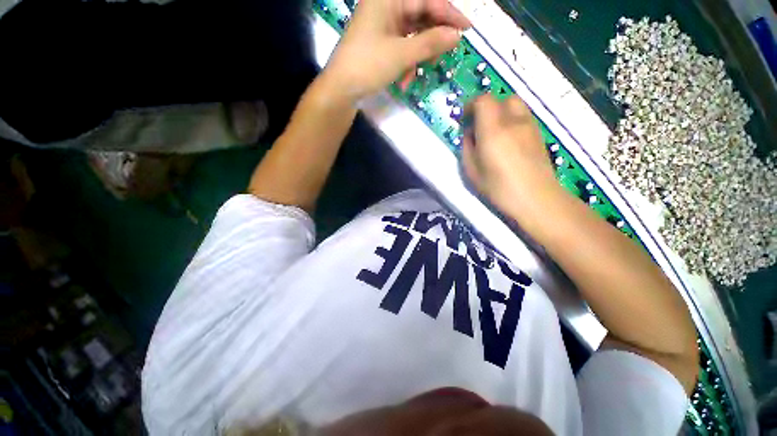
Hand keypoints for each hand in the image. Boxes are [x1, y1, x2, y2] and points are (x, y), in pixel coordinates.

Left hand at [321, 0, 470, 103]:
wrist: (341, 89)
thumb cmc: (368, 66)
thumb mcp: (401, 54)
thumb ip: (430, 43)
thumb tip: (457, 36)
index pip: (426, 0)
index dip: (449, 14)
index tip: (467, 29)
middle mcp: (386, 7)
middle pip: (420, 15)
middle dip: (434, 36)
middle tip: (448, 51)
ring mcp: (383, 26)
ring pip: (413, 33)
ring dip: (420, 54)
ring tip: (423, 69)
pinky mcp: (381, 43)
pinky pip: (403, 47)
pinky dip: (408, 62)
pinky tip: (406, 78)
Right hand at [461, 95, 561, 223]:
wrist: (536, 199)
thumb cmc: (499, 188)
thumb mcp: (472, 171)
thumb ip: (467, 147)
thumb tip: (469, 134)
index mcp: (493, 131)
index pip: (483, 100)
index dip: (471, 105)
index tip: (464, 120)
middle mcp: (514, 121)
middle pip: (500, 98)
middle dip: (486, 107)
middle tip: (478, 126)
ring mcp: (529, 125)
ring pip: (515, 104)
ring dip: (500, 112)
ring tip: (493, 132)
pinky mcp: (538, 133)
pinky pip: (523, 116)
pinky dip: (512, 120)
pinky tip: (508, 139)